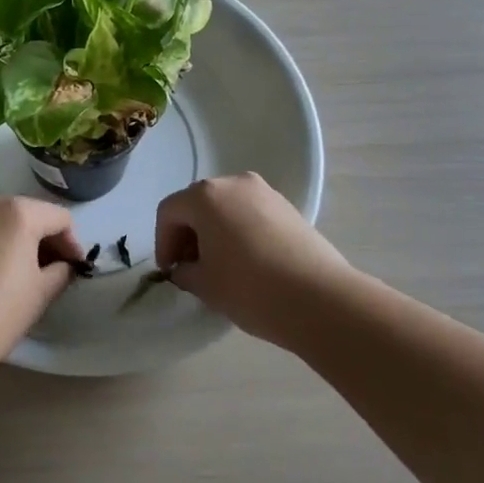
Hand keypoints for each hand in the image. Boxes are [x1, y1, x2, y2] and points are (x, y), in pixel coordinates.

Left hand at [0, 195, 82, 373]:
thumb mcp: (41, 292)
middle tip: (54, 270)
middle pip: (30, 213)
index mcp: (19, 211)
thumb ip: (61, 271)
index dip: (73, 244)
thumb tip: (65, 265)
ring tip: (24, 272)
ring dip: (19, 239)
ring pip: (4, 220)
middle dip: (45, 239)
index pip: (60, 218)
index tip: (75, 269)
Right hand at [154, 173, 357, 346]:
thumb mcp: (204, 285)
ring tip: (219, 266)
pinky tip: (247, 262)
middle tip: (189, 267)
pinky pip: (251, 213)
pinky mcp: (288, 207)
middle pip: (197, 203)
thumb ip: (184, 271)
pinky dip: (239, 231)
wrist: (321, 299)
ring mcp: (265, 192)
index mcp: (206, 196)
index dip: (163, 242)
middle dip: (188, 233)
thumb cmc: (250, 288)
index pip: (169, 212)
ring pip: (226, 207)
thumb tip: (186, 268)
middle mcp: (234, 183)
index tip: (169, 271)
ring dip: (215, 231)